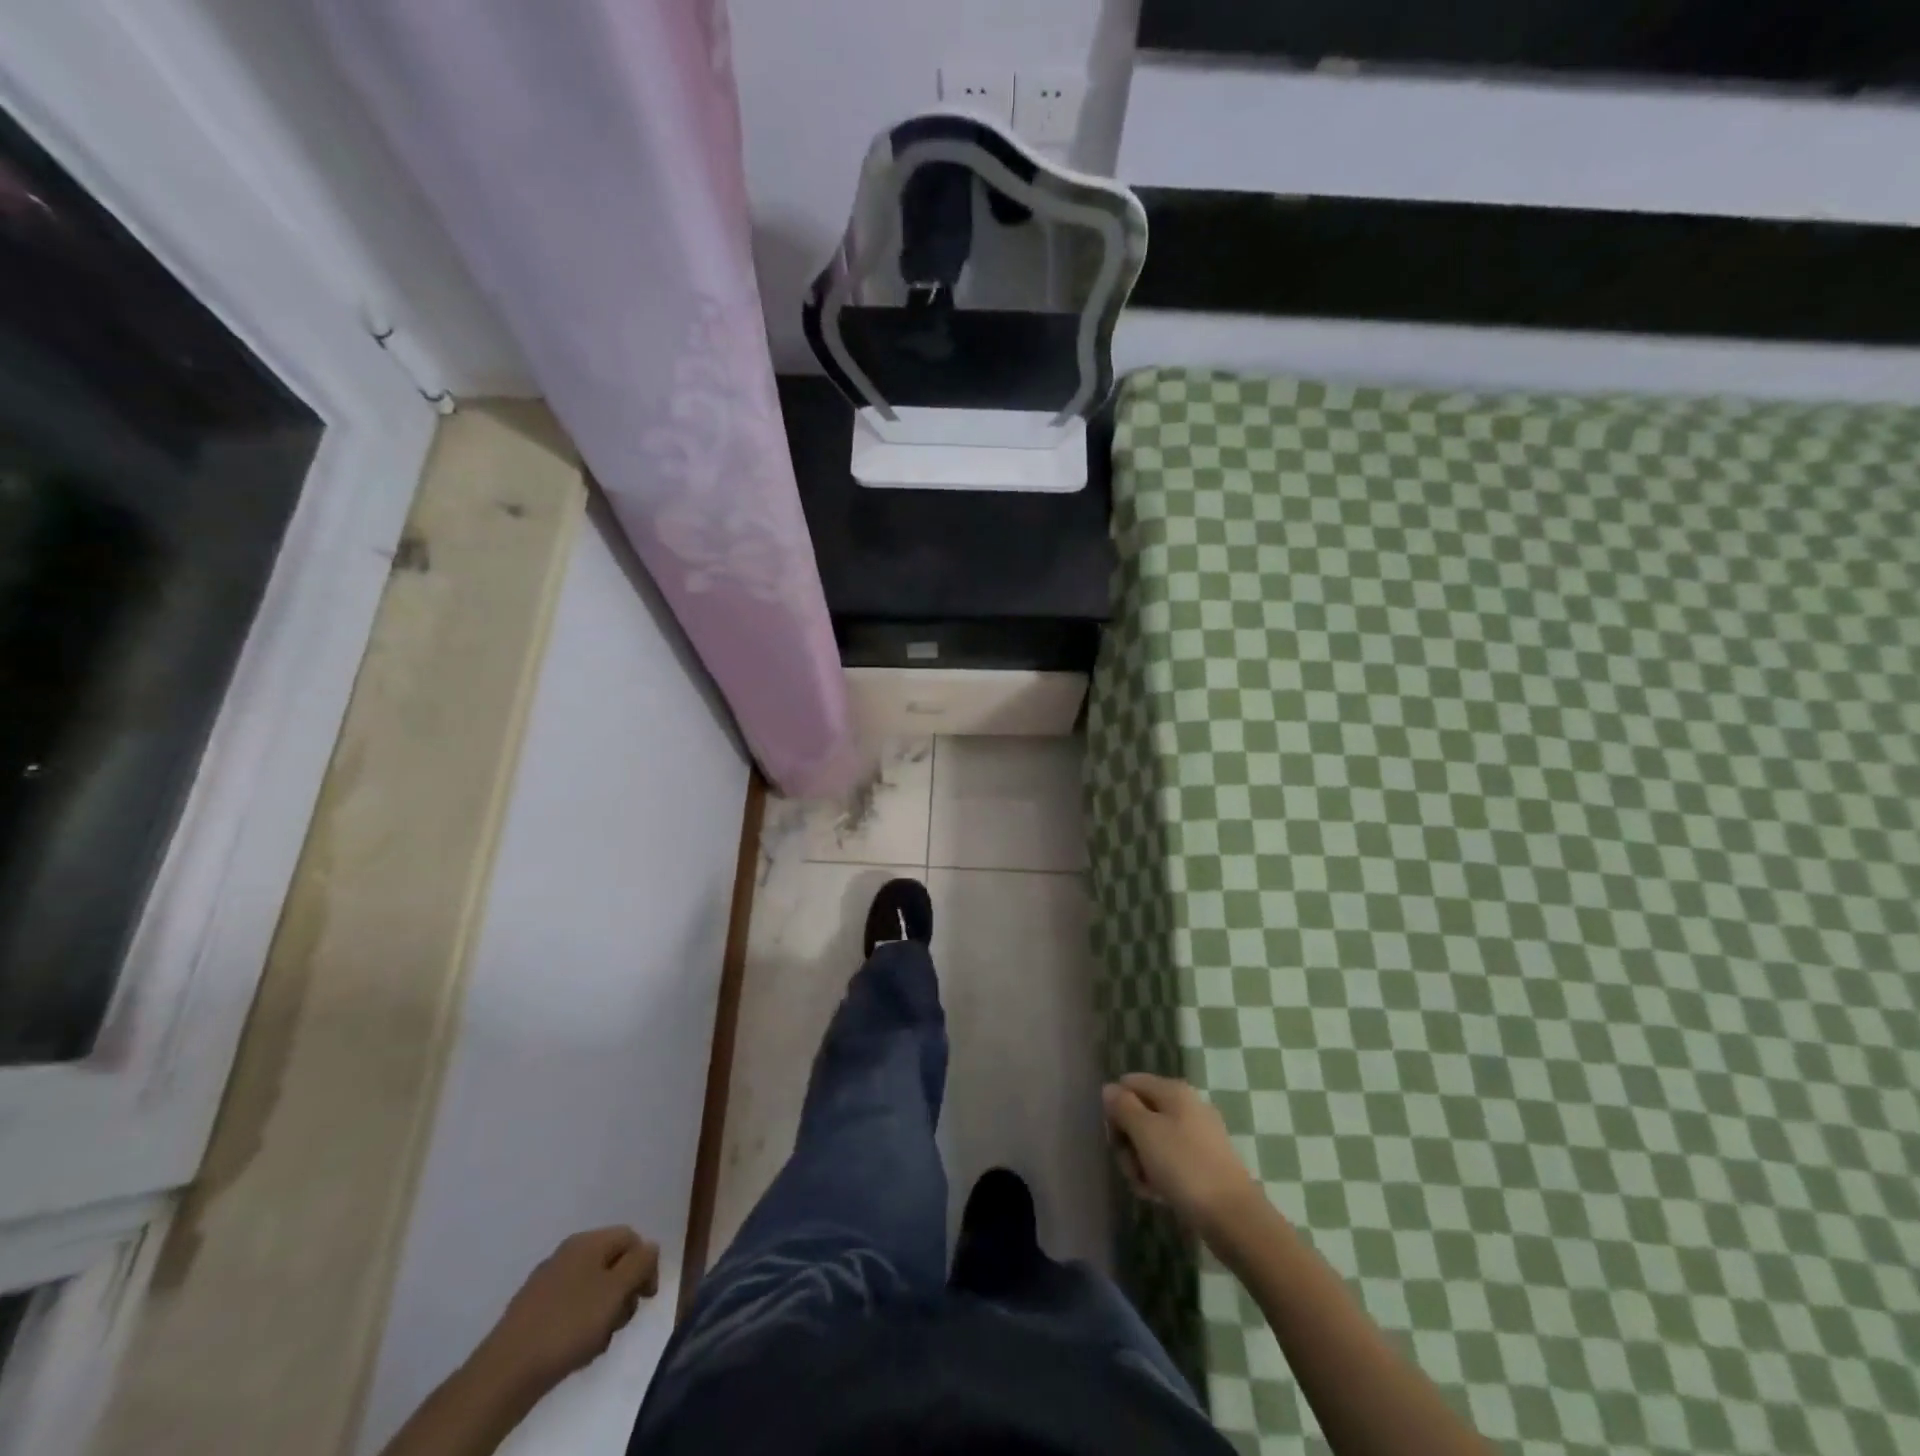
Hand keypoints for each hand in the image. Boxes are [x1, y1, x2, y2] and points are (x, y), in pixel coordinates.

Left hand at [469, 1227, 659, 1399]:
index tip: (646, 1299)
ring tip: (596, 1342)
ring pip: (592, 1288)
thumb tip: (650, 1248)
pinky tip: (575, 1349)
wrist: (504, 1373)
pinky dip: (580, 1324)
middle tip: (620, 1322)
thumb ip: (640, 1263)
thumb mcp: (616, 1290)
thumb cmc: (568, 1325)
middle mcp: (567, 1253)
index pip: (631, 1238)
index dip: (646, 1264)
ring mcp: (546, 1282)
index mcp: (587, 1241)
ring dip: (603, 1312)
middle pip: (612, 1263)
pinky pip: (570, 1308)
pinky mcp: (532, 1311)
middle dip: (623, 1292)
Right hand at [1103, 1073, 1260, 1237]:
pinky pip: (1170, 1160)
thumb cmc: (1184, 1167)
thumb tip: (1109, 1088)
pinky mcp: (1203, 1163)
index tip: (1115, 1136)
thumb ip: (1123, 1106)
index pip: (1130, 1083)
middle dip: (1128, 1141)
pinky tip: (1158, 1195)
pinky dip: (1159, 1175)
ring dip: (1141, 1163)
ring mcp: (1197, 1136)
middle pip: (1140, 1113)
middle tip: (1130, 1166)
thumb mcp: (1145, 1132)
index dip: (1116, 1107)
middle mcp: (1186, 1106)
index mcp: (1174, 1091)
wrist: (1233, 1217)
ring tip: (1145, 1187)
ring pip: (1153, 1140)